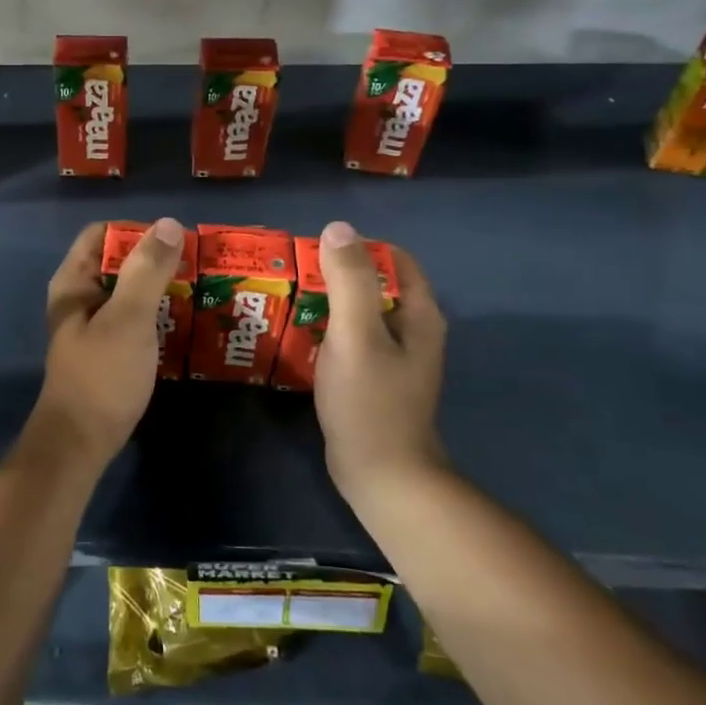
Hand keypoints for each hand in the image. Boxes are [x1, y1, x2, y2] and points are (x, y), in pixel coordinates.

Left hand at [28, 218, 185, 472]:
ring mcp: (94, 325)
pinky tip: (186, 321)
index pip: (102, 234)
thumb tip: (170, 224)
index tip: (175, 241)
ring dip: (161, 288)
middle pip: (118, 261)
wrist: (80, 444)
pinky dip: (158, 314)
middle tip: (199, 265)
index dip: (137, 231)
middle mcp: (80, 297)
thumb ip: (147, 271)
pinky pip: (135, 318)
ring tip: (201, 290)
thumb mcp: (128, 318)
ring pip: (130, 291)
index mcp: (74, 281)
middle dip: (156, 260)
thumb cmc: (102, 375)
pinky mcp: (108, 350)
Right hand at [312, 220, 448, 516]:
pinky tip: (297, 334)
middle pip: (374, 284)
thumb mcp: (356, 335)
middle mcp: (411, 330)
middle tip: (292, 273)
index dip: (357, 247)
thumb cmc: (371, 402)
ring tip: (287, 298)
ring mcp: (392, 357)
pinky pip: (349, 339)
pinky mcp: (372, 378)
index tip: (315, 250)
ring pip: (359, 312)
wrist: (381, 476)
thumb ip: (350, 281)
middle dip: (335, 273)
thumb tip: (338, 228)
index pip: (393, 259)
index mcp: (418, 314)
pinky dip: (326, 329)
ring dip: (327, 301)